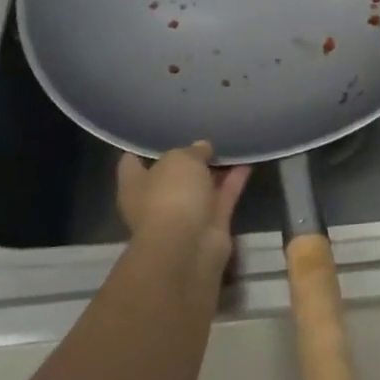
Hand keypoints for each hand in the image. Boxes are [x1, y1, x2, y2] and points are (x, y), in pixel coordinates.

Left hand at [115, 142, 250, 280]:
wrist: (189, 245)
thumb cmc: (171, 195)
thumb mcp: (180, 159)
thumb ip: (192, 151)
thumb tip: (201, 148)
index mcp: (135, 185)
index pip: (131, 163)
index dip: (143, 148)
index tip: (159, 133)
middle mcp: (156, 200)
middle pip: (172, 175)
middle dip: (187, 158)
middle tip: (204, 135)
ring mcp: (184, 214)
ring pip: (200, 186)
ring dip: (214, 169)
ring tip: (230, 144)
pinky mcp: (211, 223)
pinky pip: (223, 196)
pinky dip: (234, 181)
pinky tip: (247, 162)